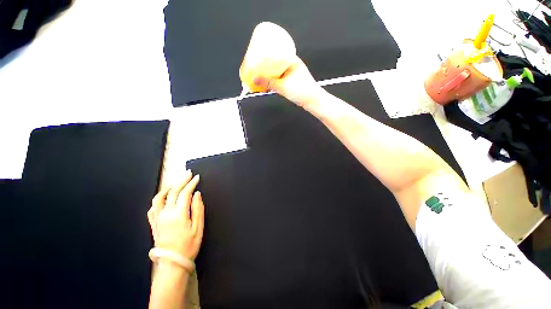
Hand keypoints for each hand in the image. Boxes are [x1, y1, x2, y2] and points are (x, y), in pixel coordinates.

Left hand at [147, 170, 204, 260]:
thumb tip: (197, 194)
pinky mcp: (154, 223)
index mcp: (178, 214)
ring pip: (160, 197)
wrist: (172, 262)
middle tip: (188, 174)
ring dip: (169, 187)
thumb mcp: (198, 227)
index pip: (185, 193)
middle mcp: (165, 213)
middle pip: (173, 192)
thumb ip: (198, 208)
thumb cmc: (189, 245)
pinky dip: (158, 198)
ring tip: (176, 182)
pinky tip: (163, 196)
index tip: (197, 177)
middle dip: (181, 181)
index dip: (191, 184)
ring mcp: (157, 218)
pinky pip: (153, 207)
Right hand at [253, 56, 326, 108]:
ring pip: (280, 70)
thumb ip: (268, 82)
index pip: (279, 51)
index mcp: (293, 60)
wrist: (313, 101)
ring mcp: (294, 74)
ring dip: (271, 72)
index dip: (268, 51)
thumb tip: (254, 79)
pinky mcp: (294, 82)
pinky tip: (270, 82)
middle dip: (267, 63)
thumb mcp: (283, 86)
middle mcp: (294, 65)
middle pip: (278, 61)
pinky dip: (275, 78)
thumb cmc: (301, 91)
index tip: (259, 53)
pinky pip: (282, 77)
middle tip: (258, 64)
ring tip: (262, 74)